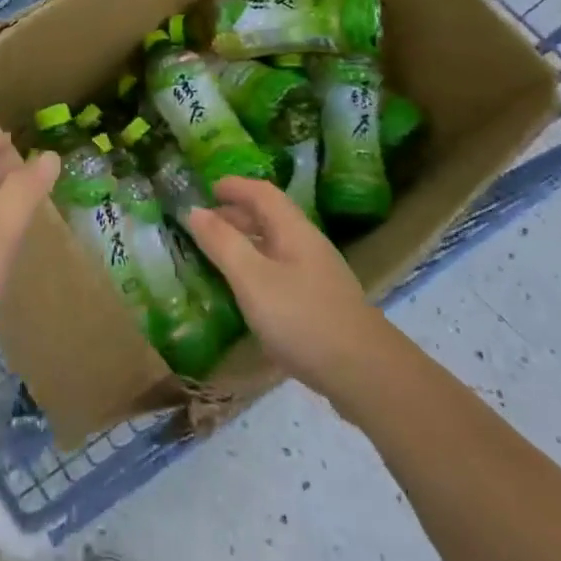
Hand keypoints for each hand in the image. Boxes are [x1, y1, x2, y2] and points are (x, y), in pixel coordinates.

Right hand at [185, 177, 389, 402]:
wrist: (366, 374)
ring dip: (247, 242)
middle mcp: (308, 245)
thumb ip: (222, 243)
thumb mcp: (252, 279)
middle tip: (205, 223)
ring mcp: (319, 275)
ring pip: (276, 245)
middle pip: (271, 217)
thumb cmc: (302, 318)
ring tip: (219, 255)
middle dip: (237, 214)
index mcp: (293, 230)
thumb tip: (194, 210)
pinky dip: (258, 268)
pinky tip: (248, 291)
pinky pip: (282, 270)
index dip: (235, 186)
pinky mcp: (322, 303)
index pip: (262, 193)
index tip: (207, 189)